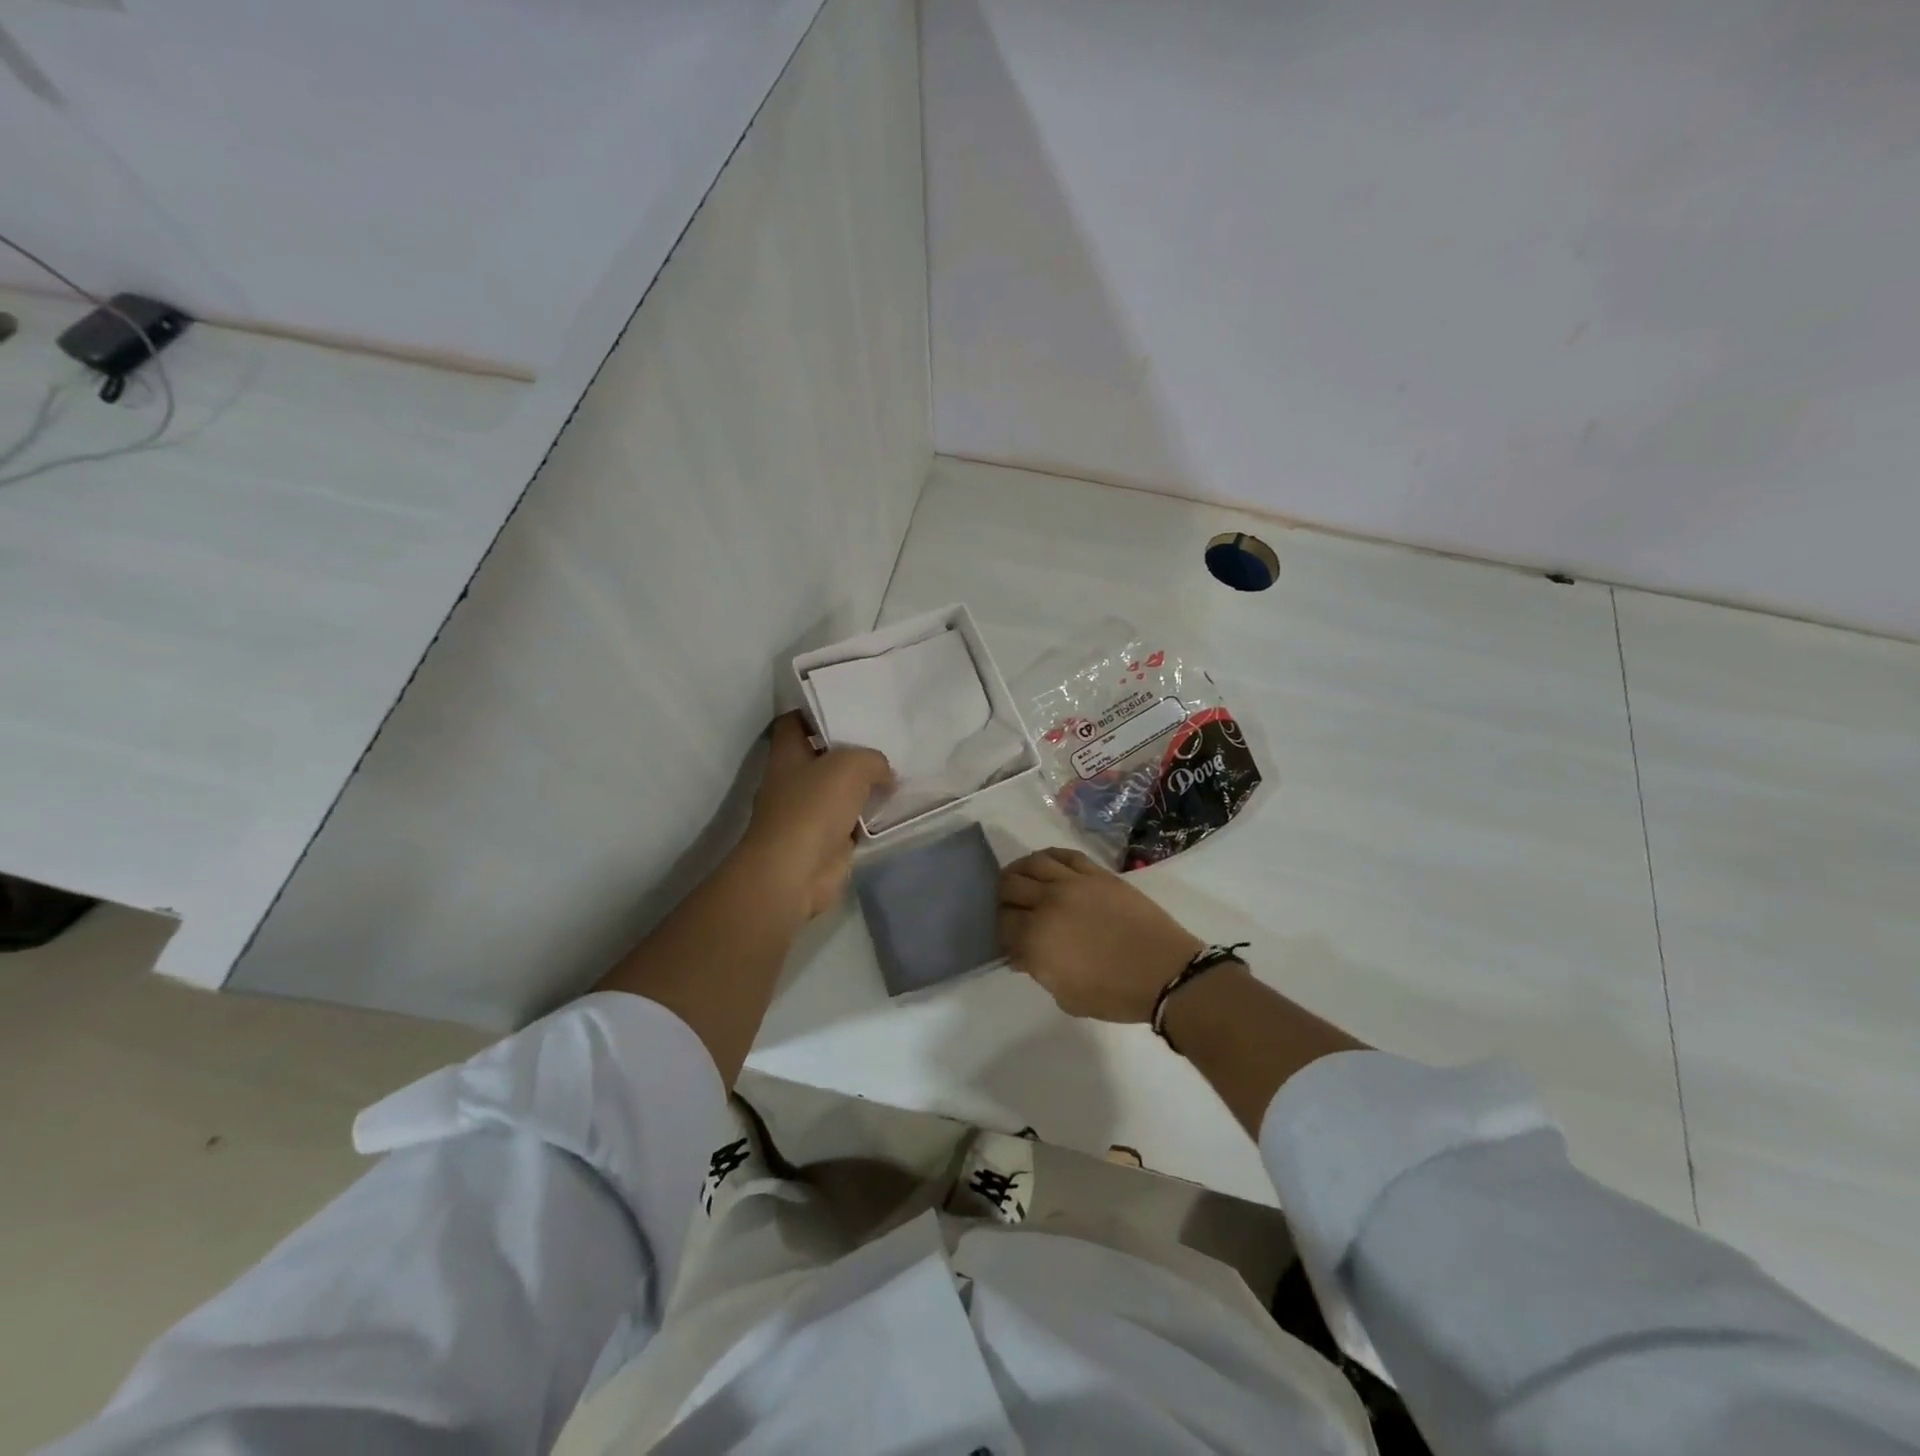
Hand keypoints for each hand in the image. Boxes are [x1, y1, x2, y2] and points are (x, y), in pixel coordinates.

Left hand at [742, 713, 892, 919]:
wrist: (796, 872)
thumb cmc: (813, 807)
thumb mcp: (850, 765)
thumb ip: (873, 760)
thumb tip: (885, 774)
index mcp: (787, 754)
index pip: (795, 721)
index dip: (816, 710)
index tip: (848, 703)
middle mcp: (793, 780)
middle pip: (822, 755)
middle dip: (851, 748)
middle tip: (885, 736)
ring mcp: (808, 813)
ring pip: (840, 789)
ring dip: (864, 784)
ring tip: (899, 768)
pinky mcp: (826, 840)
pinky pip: (853, 820)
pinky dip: (870, 816)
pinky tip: (895, 806)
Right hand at [998, 848, 1204, 1022]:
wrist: (1165, 973)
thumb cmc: (1115, 994)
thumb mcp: (1066, 996)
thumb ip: (1038, 970)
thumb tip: (1022, 954)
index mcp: (1036, 938)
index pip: (1003, 923)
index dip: (1001, 931)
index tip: (1009, 940)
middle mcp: (1048, 903)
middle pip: (1010, 886)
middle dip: (1004, 899)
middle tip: (1011, 909)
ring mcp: (1073, 883)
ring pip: (1033, 863)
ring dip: (1020, 871)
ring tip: (1021, 880)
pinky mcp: (1096, 873)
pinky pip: (1064, 855)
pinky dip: (1048, 857)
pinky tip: (1045, 865)